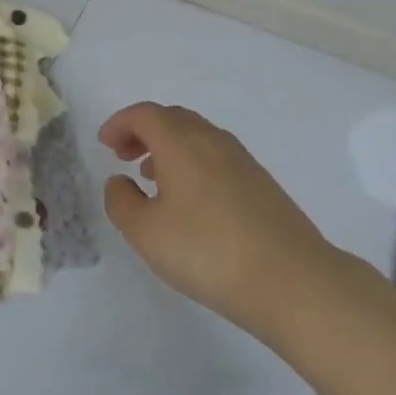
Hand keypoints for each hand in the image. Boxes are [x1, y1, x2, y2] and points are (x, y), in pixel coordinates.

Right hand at [98, 102, 329, 330]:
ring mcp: (242, 160)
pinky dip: (193, 161)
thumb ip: (121, 202)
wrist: (290, 279)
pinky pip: (216, 155)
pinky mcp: (260, 182)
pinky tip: (190, 198)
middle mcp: (212, 140)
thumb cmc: (207, 251)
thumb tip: (119, 181)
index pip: (145, 114)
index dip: (120, 123)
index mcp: (181, 143)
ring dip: (169, 146)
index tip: (105, 144)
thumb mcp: (145, 233)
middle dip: (143, 131)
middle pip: (173, 118)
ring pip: (197, 136)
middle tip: (124, 155)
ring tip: (152, 176)